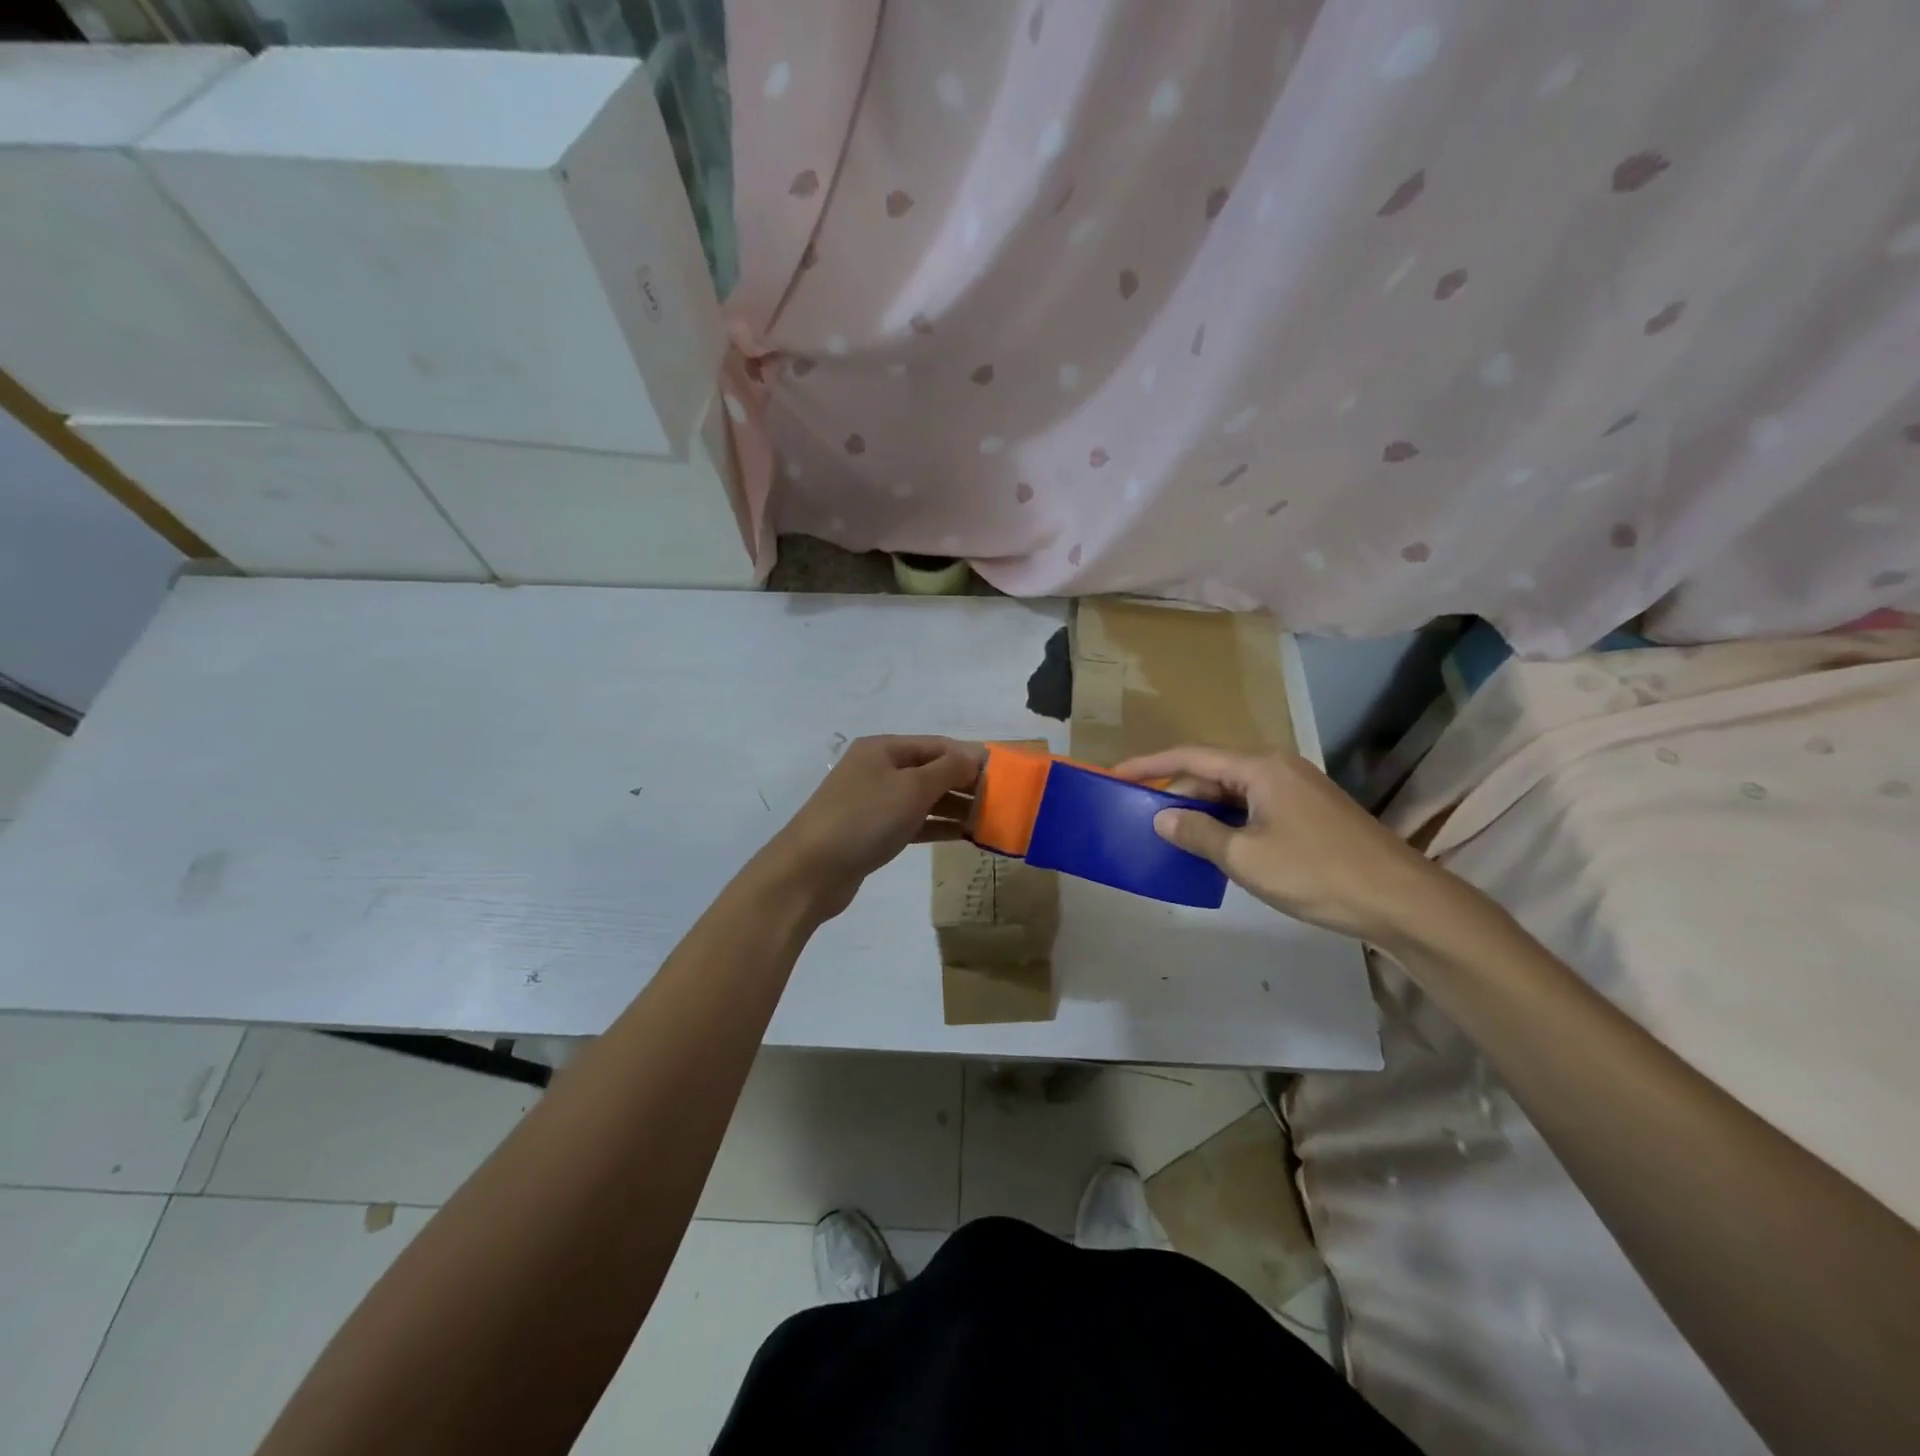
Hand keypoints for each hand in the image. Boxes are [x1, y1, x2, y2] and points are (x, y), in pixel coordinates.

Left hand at [756, 735, 982, 920]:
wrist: (810, 871)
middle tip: (1001, 802)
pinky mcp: (872, 832)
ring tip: (989, 821)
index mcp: (884, 748)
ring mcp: (873, 802)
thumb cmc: (865, 819)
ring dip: (955, 807)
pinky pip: (913, 822)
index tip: (1004, 775)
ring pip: (923, 799)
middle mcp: (878, 769)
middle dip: (965, 784)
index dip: (970, 757)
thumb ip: (948, 769)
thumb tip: (975, 754)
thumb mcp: (912, 788)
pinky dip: (937, 826)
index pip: (937, 745)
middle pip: (931, 770)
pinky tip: (963, 836)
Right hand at [1114, 746, 1452, 945]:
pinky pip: (1253, 808)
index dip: (1149, 764)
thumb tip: (1162, 817)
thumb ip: (1198, 833)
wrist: (1401, 900)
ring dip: (1201, 812)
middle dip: (1175, 793)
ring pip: (1233, 793)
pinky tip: (1213, 847)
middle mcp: (1276, 767)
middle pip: (1211, 772)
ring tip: (1170, 836)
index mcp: (1259, 767)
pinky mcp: (1308, 813)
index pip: (1190, 756)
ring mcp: (1296, 789)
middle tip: (1141, 819)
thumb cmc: (1316, 872)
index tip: (1114, 774)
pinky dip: (1227, 823)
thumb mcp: (1245, 856)